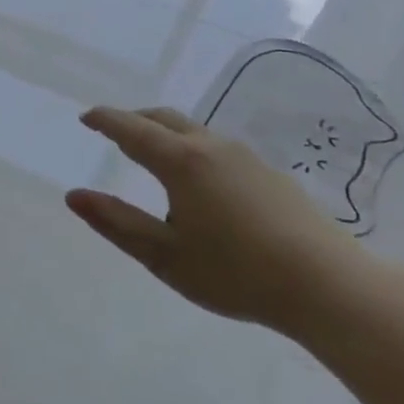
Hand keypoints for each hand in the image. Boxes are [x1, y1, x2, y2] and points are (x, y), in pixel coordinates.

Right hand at [65, 106, 380, 334]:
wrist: (330, 286)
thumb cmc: (235, 272)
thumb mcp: (163, 255)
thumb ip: (116, 222)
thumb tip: (74, 196)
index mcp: (181, 162)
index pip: (132, 130)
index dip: (106, 121)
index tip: (86, 117)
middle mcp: (213, 148)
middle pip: (165, 120)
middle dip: (134, 120)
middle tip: (113, 130)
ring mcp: (247, 159)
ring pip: (195, 132)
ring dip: (165, 134)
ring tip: (151, 154)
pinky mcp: (270, 175)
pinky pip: (217, 148)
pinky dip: (191, 149)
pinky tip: (197, 181)